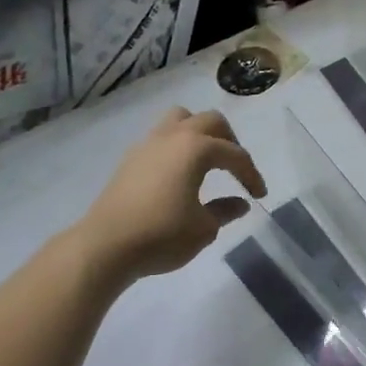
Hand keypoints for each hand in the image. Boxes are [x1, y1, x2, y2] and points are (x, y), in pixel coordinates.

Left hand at [77, 108, 266, 282]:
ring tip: (208, 160)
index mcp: (196, 149)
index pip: (235, 154)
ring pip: (180, 119)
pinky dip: (178, 146)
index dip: (251, 174)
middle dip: (230, 141)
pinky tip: (180, 173)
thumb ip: (225, 211)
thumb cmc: (162, 235)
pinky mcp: (131, 159)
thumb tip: (240, 203)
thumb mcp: (204, 228)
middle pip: (210, 121)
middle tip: (237, 168)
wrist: (106, 246)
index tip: (260, 195)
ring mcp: (148, 144)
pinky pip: (162, 137)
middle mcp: (173, 137)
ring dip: (200, 133)